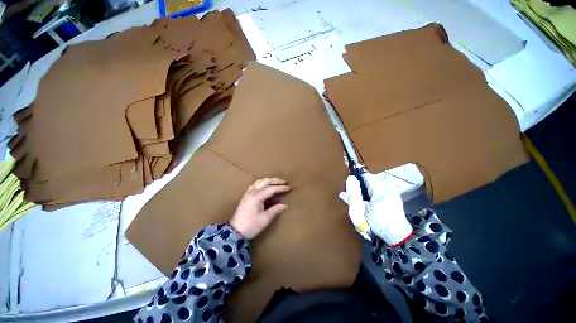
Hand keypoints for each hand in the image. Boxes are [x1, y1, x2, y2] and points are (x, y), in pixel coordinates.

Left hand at [230, 178, 289, 238]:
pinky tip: (265, 187)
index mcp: (257, 197)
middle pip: (265, 181)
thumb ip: (276, 210)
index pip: (271, 188)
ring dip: (268, 181)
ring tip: (276, 183)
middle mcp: (252, 192)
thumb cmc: (251, 226)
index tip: (288, 188)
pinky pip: (255, 185)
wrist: (235, 232)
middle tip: (284, 182)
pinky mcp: (246, 196)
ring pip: (259, 182)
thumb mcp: (265, 219)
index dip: (280, 188)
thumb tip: (285, 205)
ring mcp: (248, 193)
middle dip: (275, 180)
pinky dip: (262, 184)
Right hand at [340, 173, 412, 245]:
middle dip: (360, 187)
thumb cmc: (381, 221)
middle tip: (354, 194)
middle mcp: (387, 187)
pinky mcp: (393, 199)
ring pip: (373, 188)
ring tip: (361, 201)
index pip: (365, 176)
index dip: (355, 179)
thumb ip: (351, 199)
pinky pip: (379, 193)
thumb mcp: (363, 210)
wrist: (398, 236)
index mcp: (380, 188)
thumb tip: (342, 194)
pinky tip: (369, 205)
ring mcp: (392, 193)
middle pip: (369, 182)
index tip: (349, 185)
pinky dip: (372, 197)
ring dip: (365, 192)